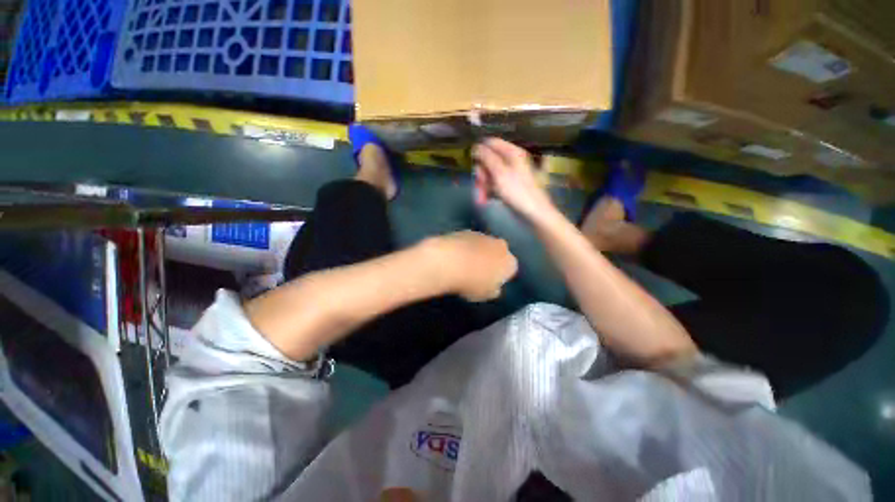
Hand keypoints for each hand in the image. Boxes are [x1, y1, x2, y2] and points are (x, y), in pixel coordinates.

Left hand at [424, 231, 517, 301]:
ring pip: (484, 245)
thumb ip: (494, 290)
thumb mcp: (486, 295)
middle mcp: (501, 246)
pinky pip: (469, 241)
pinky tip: (455, 257)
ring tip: (464, 265)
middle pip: (498, 254)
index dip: (500, 276)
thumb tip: (494, 288)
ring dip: (478, 252)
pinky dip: (465, 247)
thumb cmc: (472, 282)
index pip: (510, 270)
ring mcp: (484, 236)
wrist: (449, 261)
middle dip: (491, 261)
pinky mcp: (466, 231)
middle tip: (478, 273)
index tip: (490, 282)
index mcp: (510, 262)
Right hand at [472, 138, 556, 222]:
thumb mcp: (500, 173)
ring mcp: (509, 175)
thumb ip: (487, 158)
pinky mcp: (508, 187)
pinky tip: (485, 199)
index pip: (492, 143)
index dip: (480, 152)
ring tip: (481, 198)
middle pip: (488, 160)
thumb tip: (477, 145)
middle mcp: (511, 161)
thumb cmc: (518, 192)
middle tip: (480, 184)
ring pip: (489, 174)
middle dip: (481, 173)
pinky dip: (488, 191)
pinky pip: (493, 184)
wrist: (533, 214)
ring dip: (483, 185)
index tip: (473, 163)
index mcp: (512, 153)